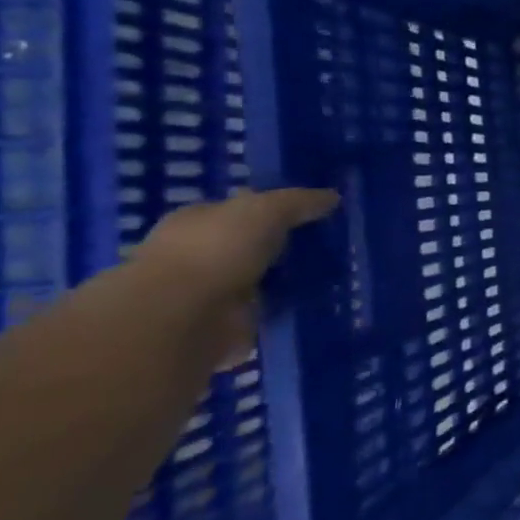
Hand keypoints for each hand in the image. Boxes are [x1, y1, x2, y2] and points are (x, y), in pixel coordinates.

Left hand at [129, 189, 338, 365]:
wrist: (183, 317)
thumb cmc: (215, 250)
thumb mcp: (266, 210)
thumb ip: (300, 202)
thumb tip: (333, 197)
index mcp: (197, 221)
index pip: (239, 208)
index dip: (273, 208)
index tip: (314, 213)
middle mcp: (200, 253)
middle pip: (252, 244)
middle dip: (285, 245)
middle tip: (332, 244)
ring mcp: (211, 291)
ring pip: (262, 277)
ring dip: (290, 278)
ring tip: (336, 272)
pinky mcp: (227, 323)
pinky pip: (268, 309)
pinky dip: (288, 307)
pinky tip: (320, 300)